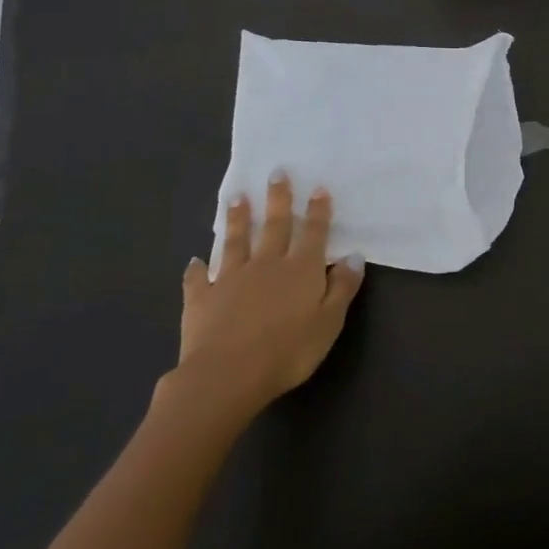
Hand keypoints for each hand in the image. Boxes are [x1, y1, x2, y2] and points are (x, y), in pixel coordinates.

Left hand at [158, 175, 364, 423]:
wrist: (226, 376)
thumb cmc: (287, 351)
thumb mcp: (328, 323)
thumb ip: (342, 288)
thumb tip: (354, 256)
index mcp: (300, 270)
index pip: (313, 233)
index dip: (318, 211)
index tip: (318, 187)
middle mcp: (266, 264)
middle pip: (274, 226)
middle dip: (278, 198)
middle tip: (277, 172)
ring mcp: (230, 279)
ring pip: (236, 242)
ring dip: (237, 219)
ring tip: (236, 197)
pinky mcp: (202, 298)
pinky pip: (198, 280)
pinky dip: (196, 269)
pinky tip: (194, 261)